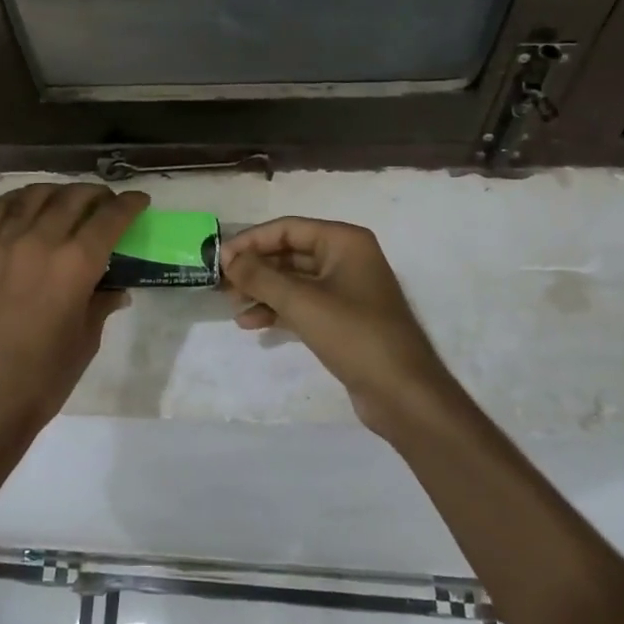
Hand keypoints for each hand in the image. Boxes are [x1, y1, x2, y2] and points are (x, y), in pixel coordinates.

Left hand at [0, 183, 149, 436]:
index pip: (110, 218)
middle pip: (75, 198)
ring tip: (68, 201)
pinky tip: (28, 206)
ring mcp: (3, 242)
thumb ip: (102, 303)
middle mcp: (41, 241)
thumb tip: (116, 288)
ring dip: (60, 192)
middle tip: (107, 203)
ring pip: (36, 195)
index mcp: (76, 264)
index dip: (130, 204)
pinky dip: (18, 199)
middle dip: (98, 195)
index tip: (139, 201)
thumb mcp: (86, 340)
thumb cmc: (44, 378)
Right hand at [220, 217, 456, 435]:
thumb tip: (228, 258)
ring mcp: (346, 290)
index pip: (288, 229)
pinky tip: (252, 324)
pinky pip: (302, 304)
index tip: (220, 259)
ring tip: (233, 307)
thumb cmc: (354, 335)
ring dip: (263, 291)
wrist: (403, 394)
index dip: (251, 241)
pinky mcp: (342, 319)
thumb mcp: (301, 302)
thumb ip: (260, 276)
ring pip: (293, 281)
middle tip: (222, 285)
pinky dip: (278, 310)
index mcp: (344, 241)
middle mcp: (346, 258)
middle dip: (255, 268)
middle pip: (289, 253)